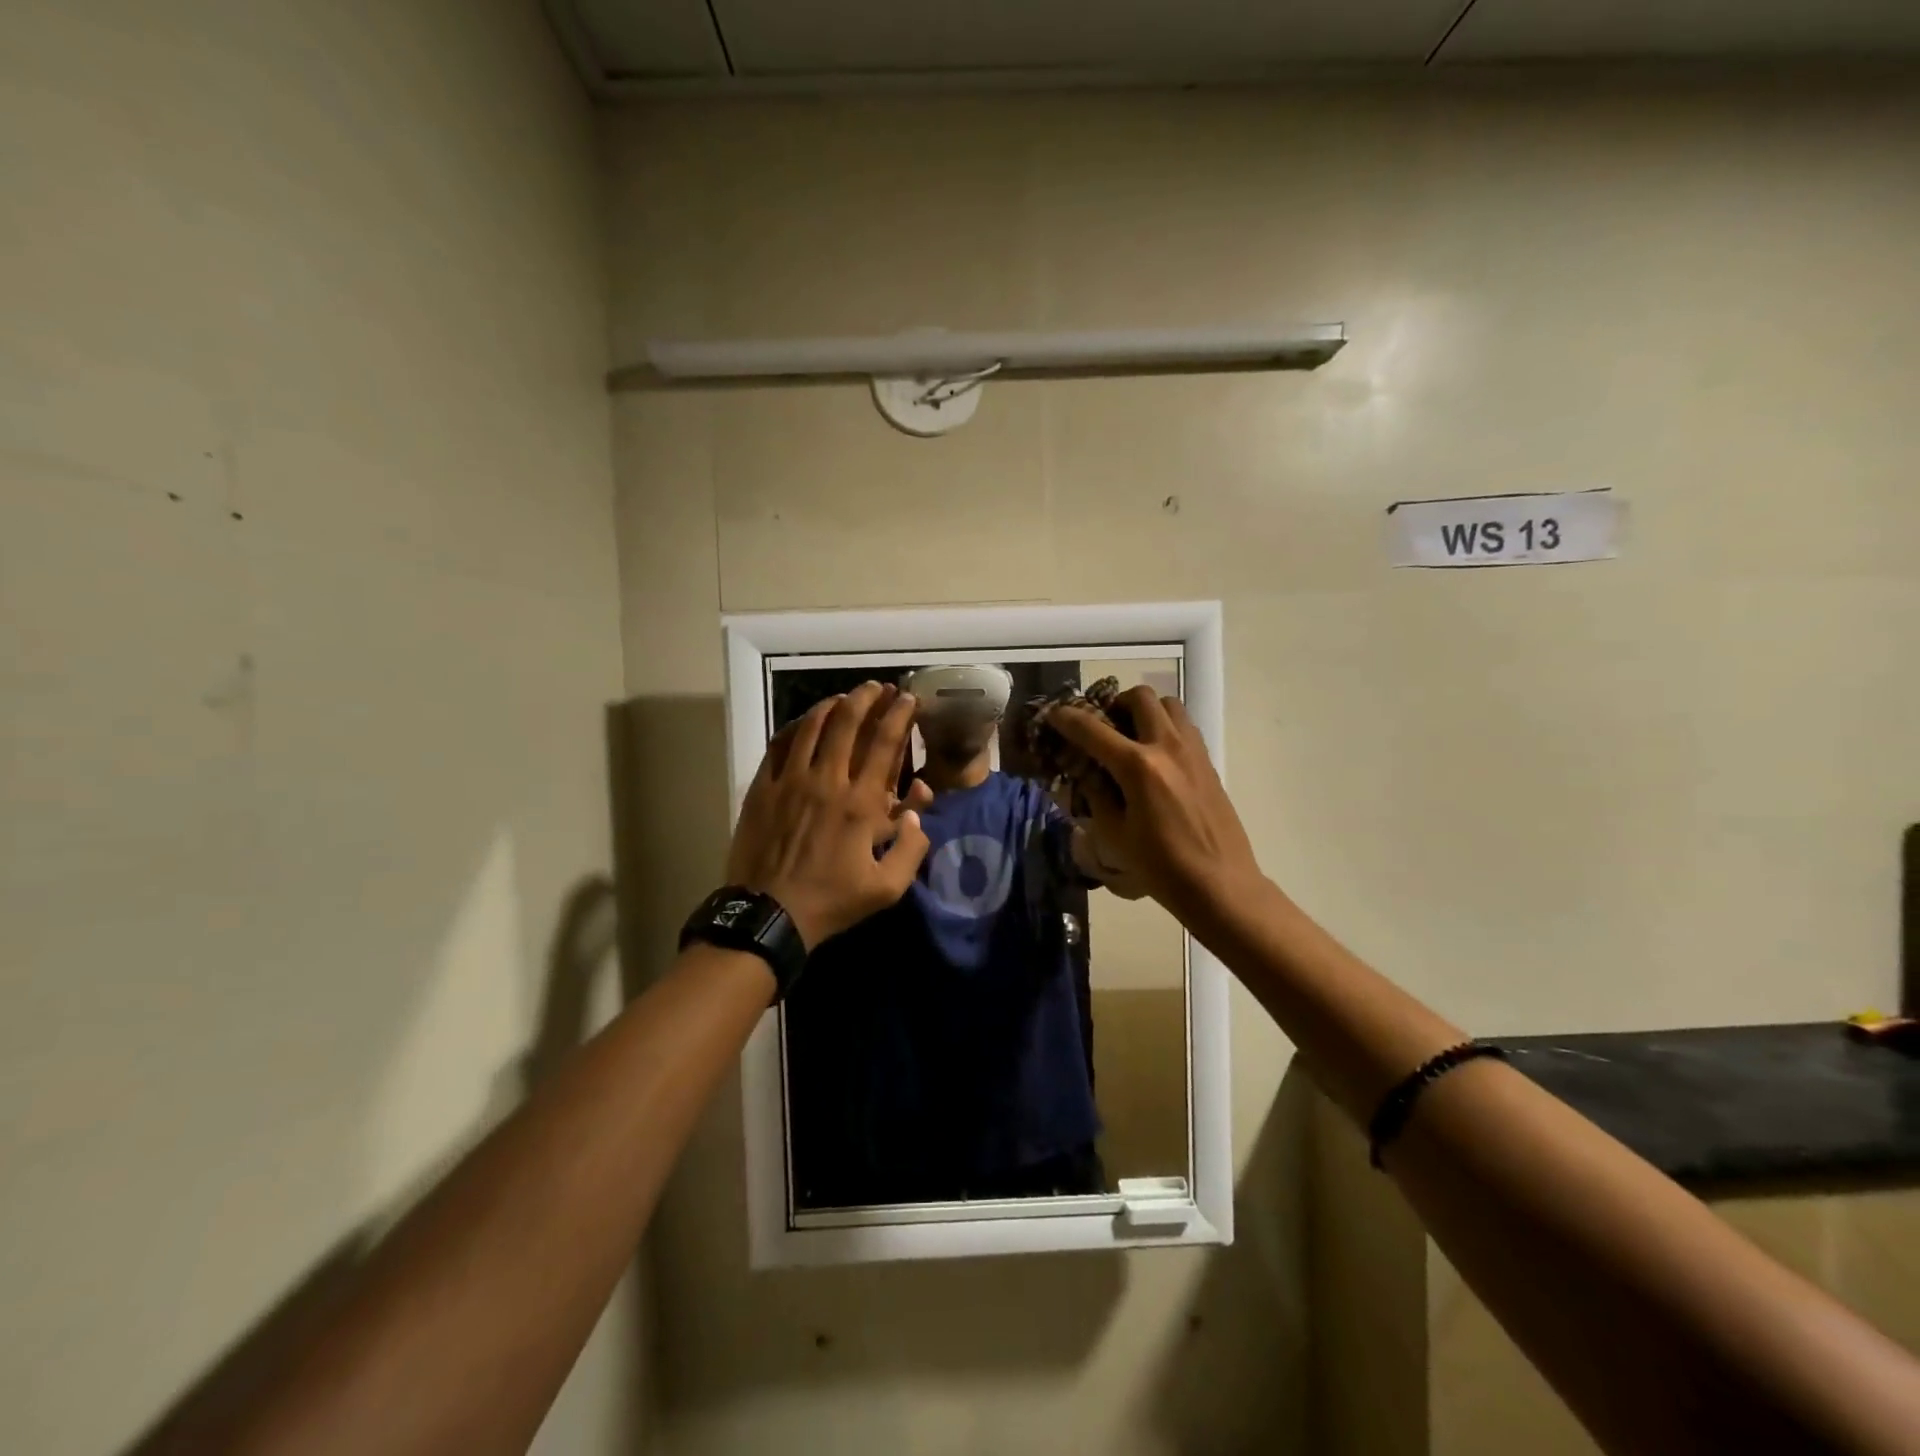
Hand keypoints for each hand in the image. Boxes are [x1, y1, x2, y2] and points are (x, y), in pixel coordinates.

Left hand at [725, 683, 930, 950]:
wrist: (769, 914)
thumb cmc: (832, 901)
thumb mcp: (887, 888)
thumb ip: (912, 848)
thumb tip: (917, 811)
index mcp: (861, 803)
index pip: (884, 744)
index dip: (899, 715)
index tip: (908, 698)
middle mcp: (827, 781)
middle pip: (847, 723)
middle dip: (866, 698)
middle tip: (878, 687)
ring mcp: (790, 781)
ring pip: (811, 726)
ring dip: (831, 705)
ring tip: (844, 697)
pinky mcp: (763, 788)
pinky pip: (779, 745)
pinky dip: (795, 727)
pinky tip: (803, 722)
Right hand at [1046, 687, 1262, 922]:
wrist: (1220, 884)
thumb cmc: (1161, 866)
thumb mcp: (1114, 834)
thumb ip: (1096, 794)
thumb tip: (1084, 771)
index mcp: (1138, 766)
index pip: (1093, 729)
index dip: (1067, 718)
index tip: (1053, 714)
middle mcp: (1167, 746)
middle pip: (1139, 698)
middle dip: (1114, 704)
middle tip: (1103, 727)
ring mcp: (1193, 751)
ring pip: (1168, 704)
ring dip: (1144, 710)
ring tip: (1132, 736)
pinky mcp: (1208, 762)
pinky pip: (1184, 725)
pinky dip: (1165, 726)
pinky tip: (1156, 756)